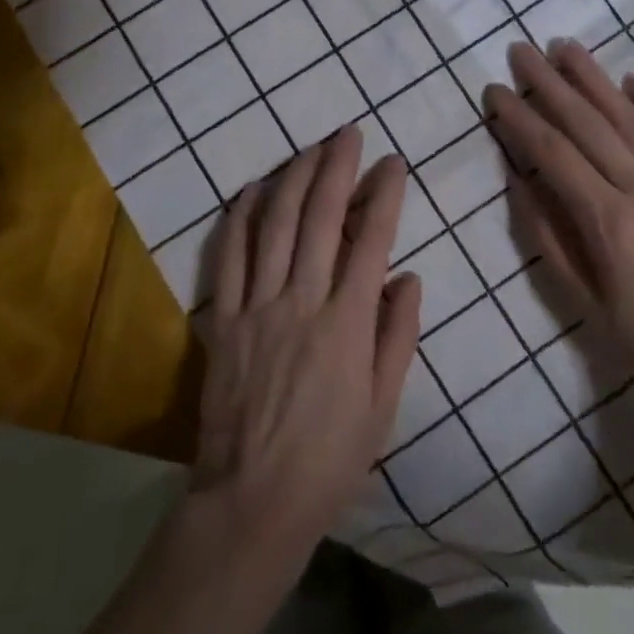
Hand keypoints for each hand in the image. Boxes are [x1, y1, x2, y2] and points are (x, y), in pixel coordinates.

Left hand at [190, 125, 422, 569]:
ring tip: (309, 148)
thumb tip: (408, 276)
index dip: (384, 195)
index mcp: (348, 324)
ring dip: (293, 179)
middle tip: (348, 134)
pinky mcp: (225, 319)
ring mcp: (258, 306)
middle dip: (337, 168)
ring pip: (275, 225)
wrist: (254, 499)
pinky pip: (229, 256)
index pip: (372, 241)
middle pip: (320, 218)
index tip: (393, 163)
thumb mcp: (384, 405)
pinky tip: (251, 189)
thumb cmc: (331, 457)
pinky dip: (240, 216)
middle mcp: (303, 301)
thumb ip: (397, 335)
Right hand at [483, 40, 633, 426]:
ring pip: (631, 119)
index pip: (552, 154)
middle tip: (521, 50)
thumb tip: (518, 183)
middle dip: (549, 83)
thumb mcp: (587, 302)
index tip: (494, 91)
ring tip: (567, 47)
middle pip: (587, 124)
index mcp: (608, 220)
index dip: (519, 119)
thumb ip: (550, 238)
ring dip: (596, 79)